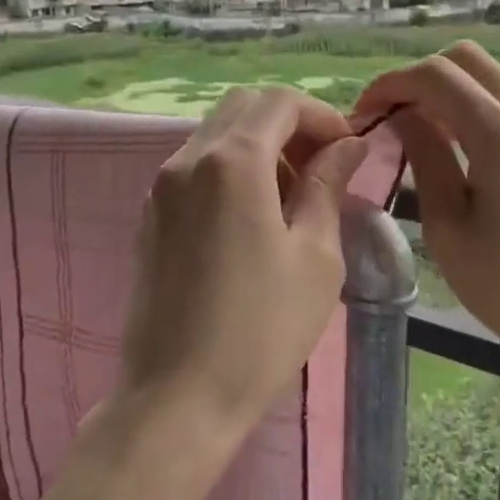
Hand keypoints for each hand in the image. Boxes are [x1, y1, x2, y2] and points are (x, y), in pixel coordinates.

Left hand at [118, 86, 368, 443]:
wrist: (177, 397)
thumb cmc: (260, 330)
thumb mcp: (314, 256)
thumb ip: (327, 186)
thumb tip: (347, 145)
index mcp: (231, 162)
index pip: (280, 102)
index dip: (322, 114)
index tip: (349, 150)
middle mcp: (187, 159)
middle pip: (243, 107)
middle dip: (290, 123)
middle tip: (323, 166)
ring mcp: (161, 187)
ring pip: (216, 135)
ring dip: (260, 145)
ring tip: (293, 196)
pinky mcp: (150, 216)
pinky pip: (195, 167)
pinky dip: (230, 169)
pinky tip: (252, 217)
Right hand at [356, 43, 499, 398]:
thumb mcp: (448, 228)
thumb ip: (425, 159)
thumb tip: (400, 116)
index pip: (436, 76)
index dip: (390, 84)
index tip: (363, 114)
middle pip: (466, 59)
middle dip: (418, 78)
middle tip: (390, 117)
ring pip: (490, 77)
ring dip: (447, 91)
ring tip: (417, 133)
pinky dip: (473, 107)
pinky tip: (456, 148)